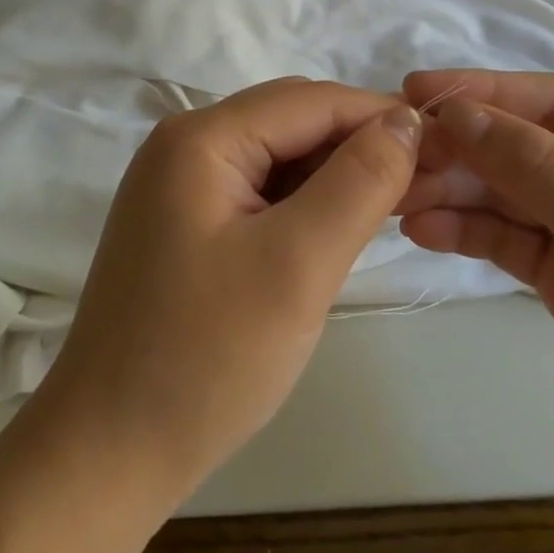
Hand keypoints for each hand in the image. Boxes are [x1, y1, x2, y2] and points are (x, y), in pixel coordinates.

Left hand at [35, 78, 421, 503]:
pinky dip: (301, 201)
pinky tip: (334, 229)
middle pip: (290, 121)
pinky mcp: (182, 221)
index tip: (444, 145)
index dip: (379, 115)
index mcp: (201, 137)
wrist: (109, 451)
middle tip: (424, 182)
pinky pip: (255, 190)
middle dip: (358, 143)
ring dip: (332, 173)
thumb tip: (405, 119)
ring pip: (276, 156)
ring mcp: (177, 184)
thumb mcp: (298, 264)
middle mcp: (183, 144)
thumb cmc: (207, 356)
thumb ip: (358, 182)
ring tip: (389, 207)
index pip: (309, 101)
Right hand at [398, 70, 553, 549]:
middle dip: (464, 148)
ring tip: (398, 197)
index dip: (489, 93)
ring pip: (513, 195)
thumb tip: (456, 114)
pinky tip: (425, 230)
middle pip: (529, 147)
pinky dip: (470, 233)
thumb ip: (542, 168)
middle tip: (397, 155)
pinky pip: (513, 244)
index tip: (417, 93)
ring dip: (456, 191)